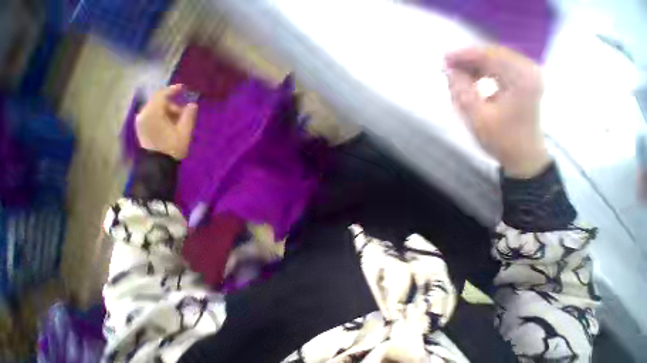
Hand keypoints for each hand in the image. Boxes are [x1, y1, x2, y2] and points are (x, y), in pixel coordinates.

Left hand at [136, 84, 197, 159]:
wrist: (158, 163)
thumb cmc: (173, 147)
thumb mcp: (185, 132)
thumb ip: (188, 117)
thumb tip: (192, 105)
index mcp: (152, 114)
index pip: (161, 96)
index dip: (173, 90)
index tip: (184, 88)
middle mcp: (143, 114)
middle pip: (159, 103)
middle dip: (174, 106)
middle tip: (186, 115)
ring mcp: (141, 120)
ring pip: (156, 109)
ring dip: (169, 112)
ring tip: (180, 122)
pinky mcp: (142, 126)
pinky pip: (153, 115)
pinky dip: (163, 116)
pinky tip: (172, 124)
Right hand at [445, 46, 549, 178]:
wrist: (522, 155)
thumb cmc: (500, 139)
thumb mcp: (477, 117)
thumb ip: (463, 92)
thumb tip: (450, 72)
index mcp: (522, 78)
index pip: (490, 56)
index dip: (465, 55)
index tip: (444, 58)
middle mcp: (529, 71)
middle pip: (495, 55)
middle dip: (469, 59)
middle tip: (447, 66)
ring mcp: (528, 76)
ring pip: (497, 61)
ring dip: (475, 66)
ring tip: (456, 75)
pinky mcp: (524, 83)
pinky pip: (501, 70)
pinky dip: (484, 73)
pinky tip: (472, 80)